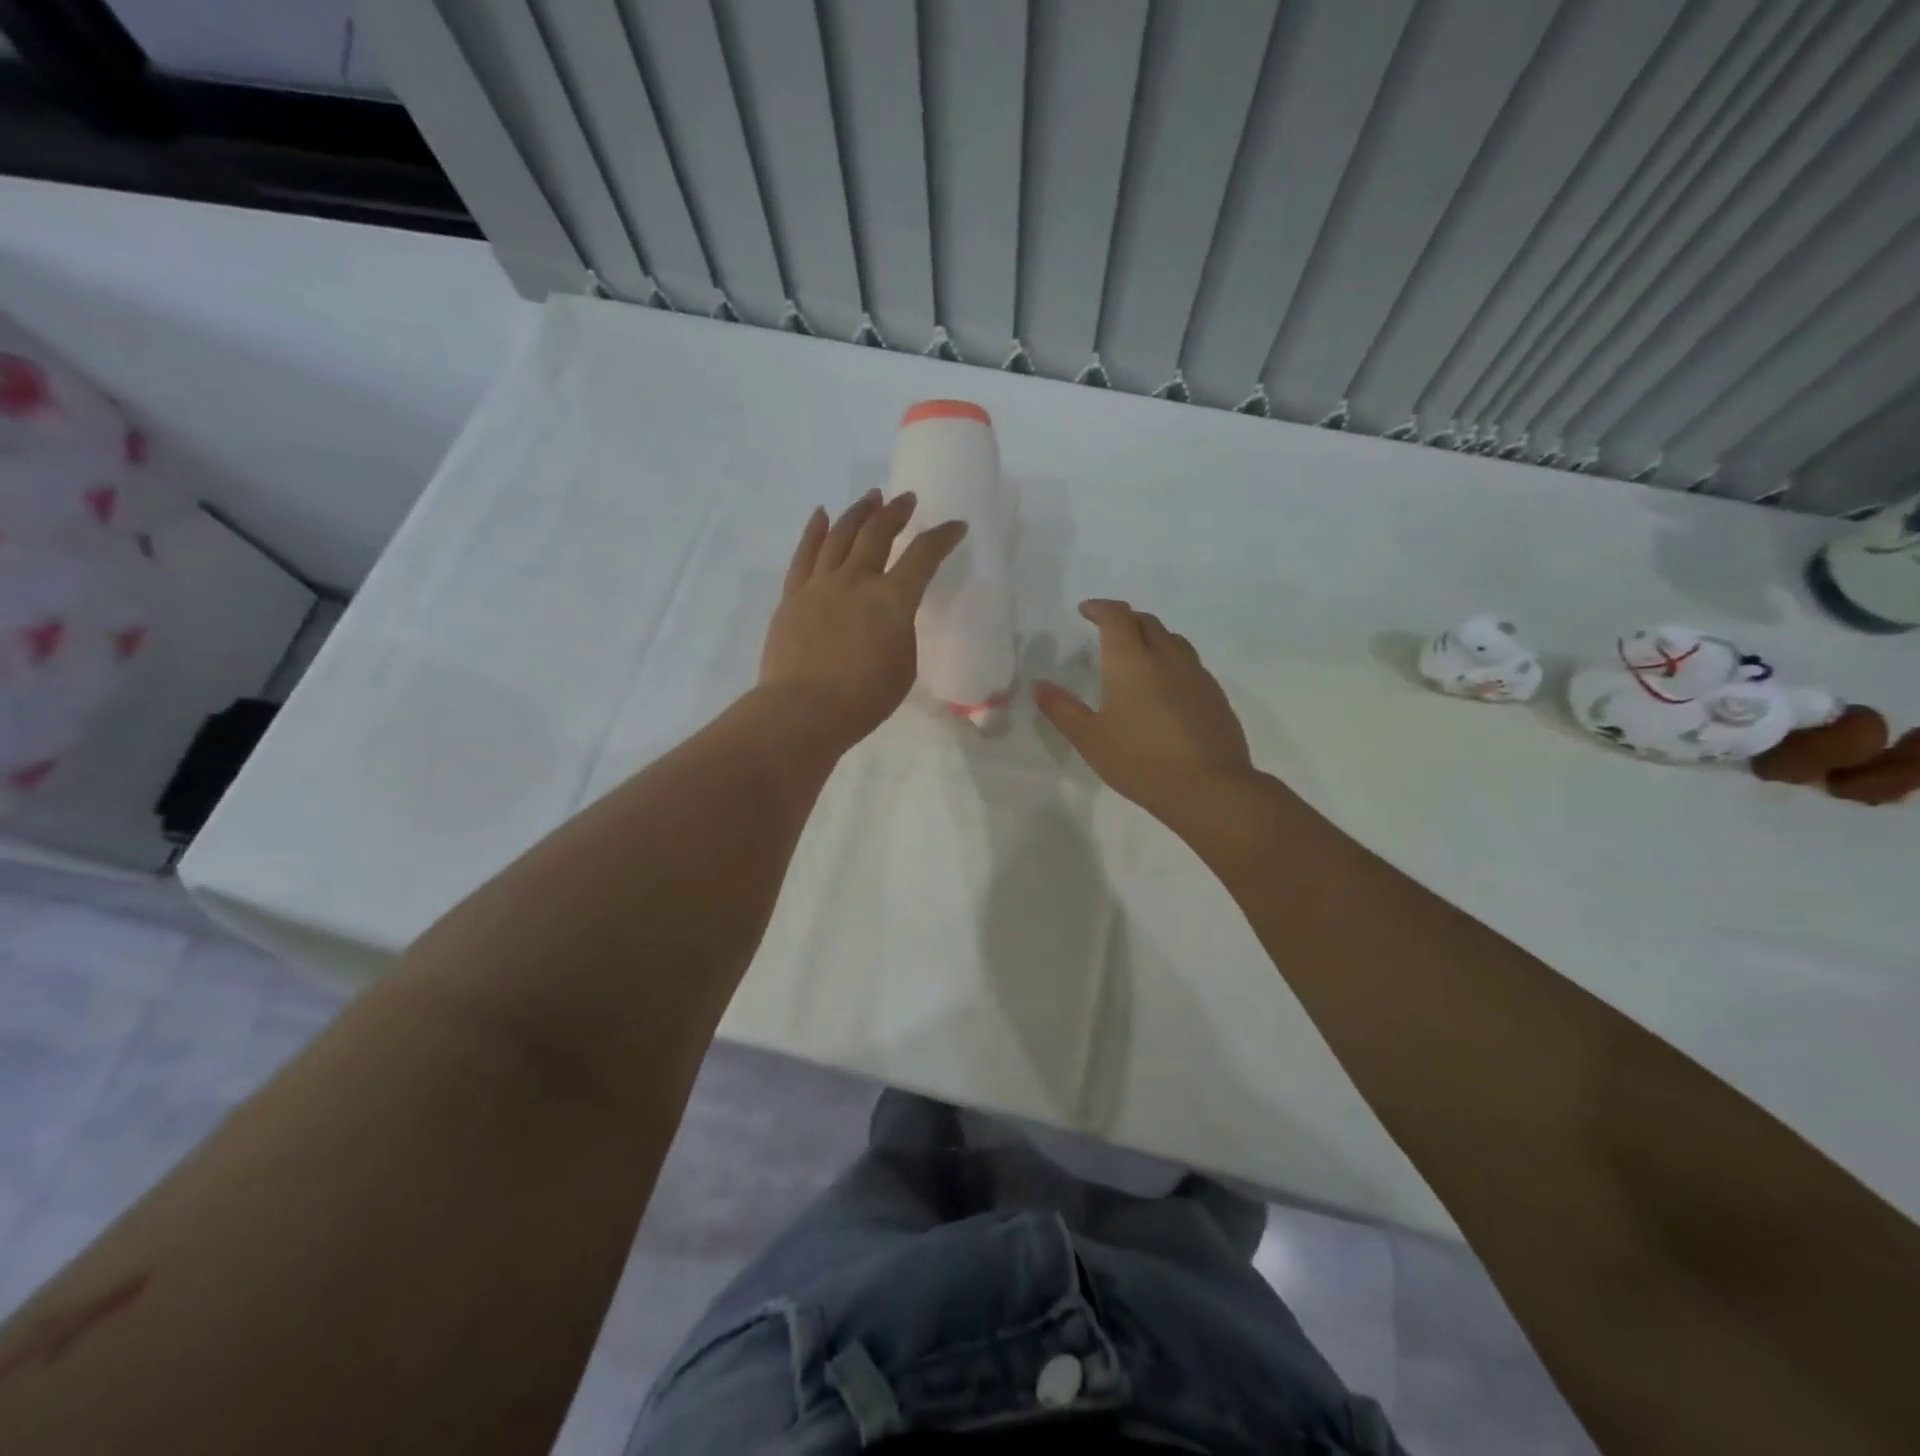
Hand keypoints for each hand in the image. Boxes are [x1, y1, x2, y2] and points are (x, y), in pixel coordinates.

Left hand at [759, 490, 966, 751]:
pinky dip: (814, 531)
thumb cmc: (863, 699)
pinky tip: (821, 515)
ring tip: (871, 497)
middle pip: (878, 533)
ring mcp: (820, 584)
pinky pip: (804, 554)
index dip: (942, 537)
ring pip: (840, 534)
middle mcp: (856, 580)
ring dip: (858, 512)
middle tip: (906, 500)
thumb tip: (891, 616)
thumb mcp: (904, 667)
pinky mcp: (793, 595)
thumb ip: (902, 631)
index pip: (923, 556)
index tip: (955, 526)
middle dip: (896, 512)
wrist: (803, 710)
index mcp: (892, 600)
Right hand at [1035, 600, 1258, 833]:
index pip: (1116, 617)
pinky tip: (1167, 688)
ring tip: (1139, 655)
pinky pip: (1191, 664)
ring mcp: (1196, 674)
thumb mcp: (1090, 738)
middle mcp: (1166, 657)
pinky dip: (1173, 662)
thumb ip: (1062, 709)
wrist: (1208, 788)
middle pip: (1147, 622)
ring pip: (1173, 640)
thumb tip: (1039, 685)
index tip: (1086, 610)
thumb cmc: (1140, 761)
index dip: (1100, 608)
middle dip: (1126, 619)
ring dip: (1153, 637)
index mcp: (1131, 661)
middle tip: (1109, 631)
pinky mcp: (1216, 695)